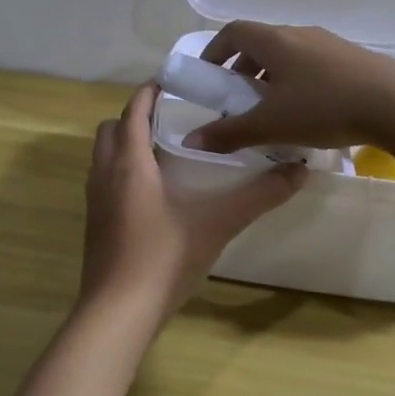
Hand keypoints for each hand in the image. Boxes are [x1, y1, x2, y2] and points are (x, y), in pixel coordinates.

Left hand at [80, 82, 305, 320]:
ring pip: (104, 156)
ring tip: (167, 152)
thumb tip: (300, 170)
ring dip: (128, 145)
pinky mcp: (95, 225)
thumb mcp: (218, 224)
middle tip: (174, 119)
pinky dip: (124, 172)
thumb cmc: (164, 259)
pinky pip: (105, 182)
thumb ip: (259, 196)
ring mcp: (94, 201)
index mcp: (129, 163)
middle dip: (136, 116)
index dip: (150, 91)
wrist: (118, 313)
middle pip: (112, 129)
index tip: (176, 82)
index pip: (133, 110)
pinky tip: (155, 194)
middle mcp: (104, 174)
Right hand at [183, 21, 394, 155]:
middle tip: (238, 100)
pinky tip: (307, 114)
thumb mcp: (270, 124)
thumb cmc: (324, 108)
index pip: (233, 32)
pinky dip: (297, 83)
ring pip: (289, 56)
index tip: (208, 76)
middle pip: (261, 44)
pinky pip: (313, 65)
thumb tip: (192, 140)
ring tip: (272, 111)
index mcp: (275, 41)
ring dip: (271, 78)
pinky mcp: (353, 60)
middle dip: (243, 70)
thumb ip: (229, 132)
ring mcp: (330, 45)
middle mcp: (300, 34)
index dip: (214, 51)